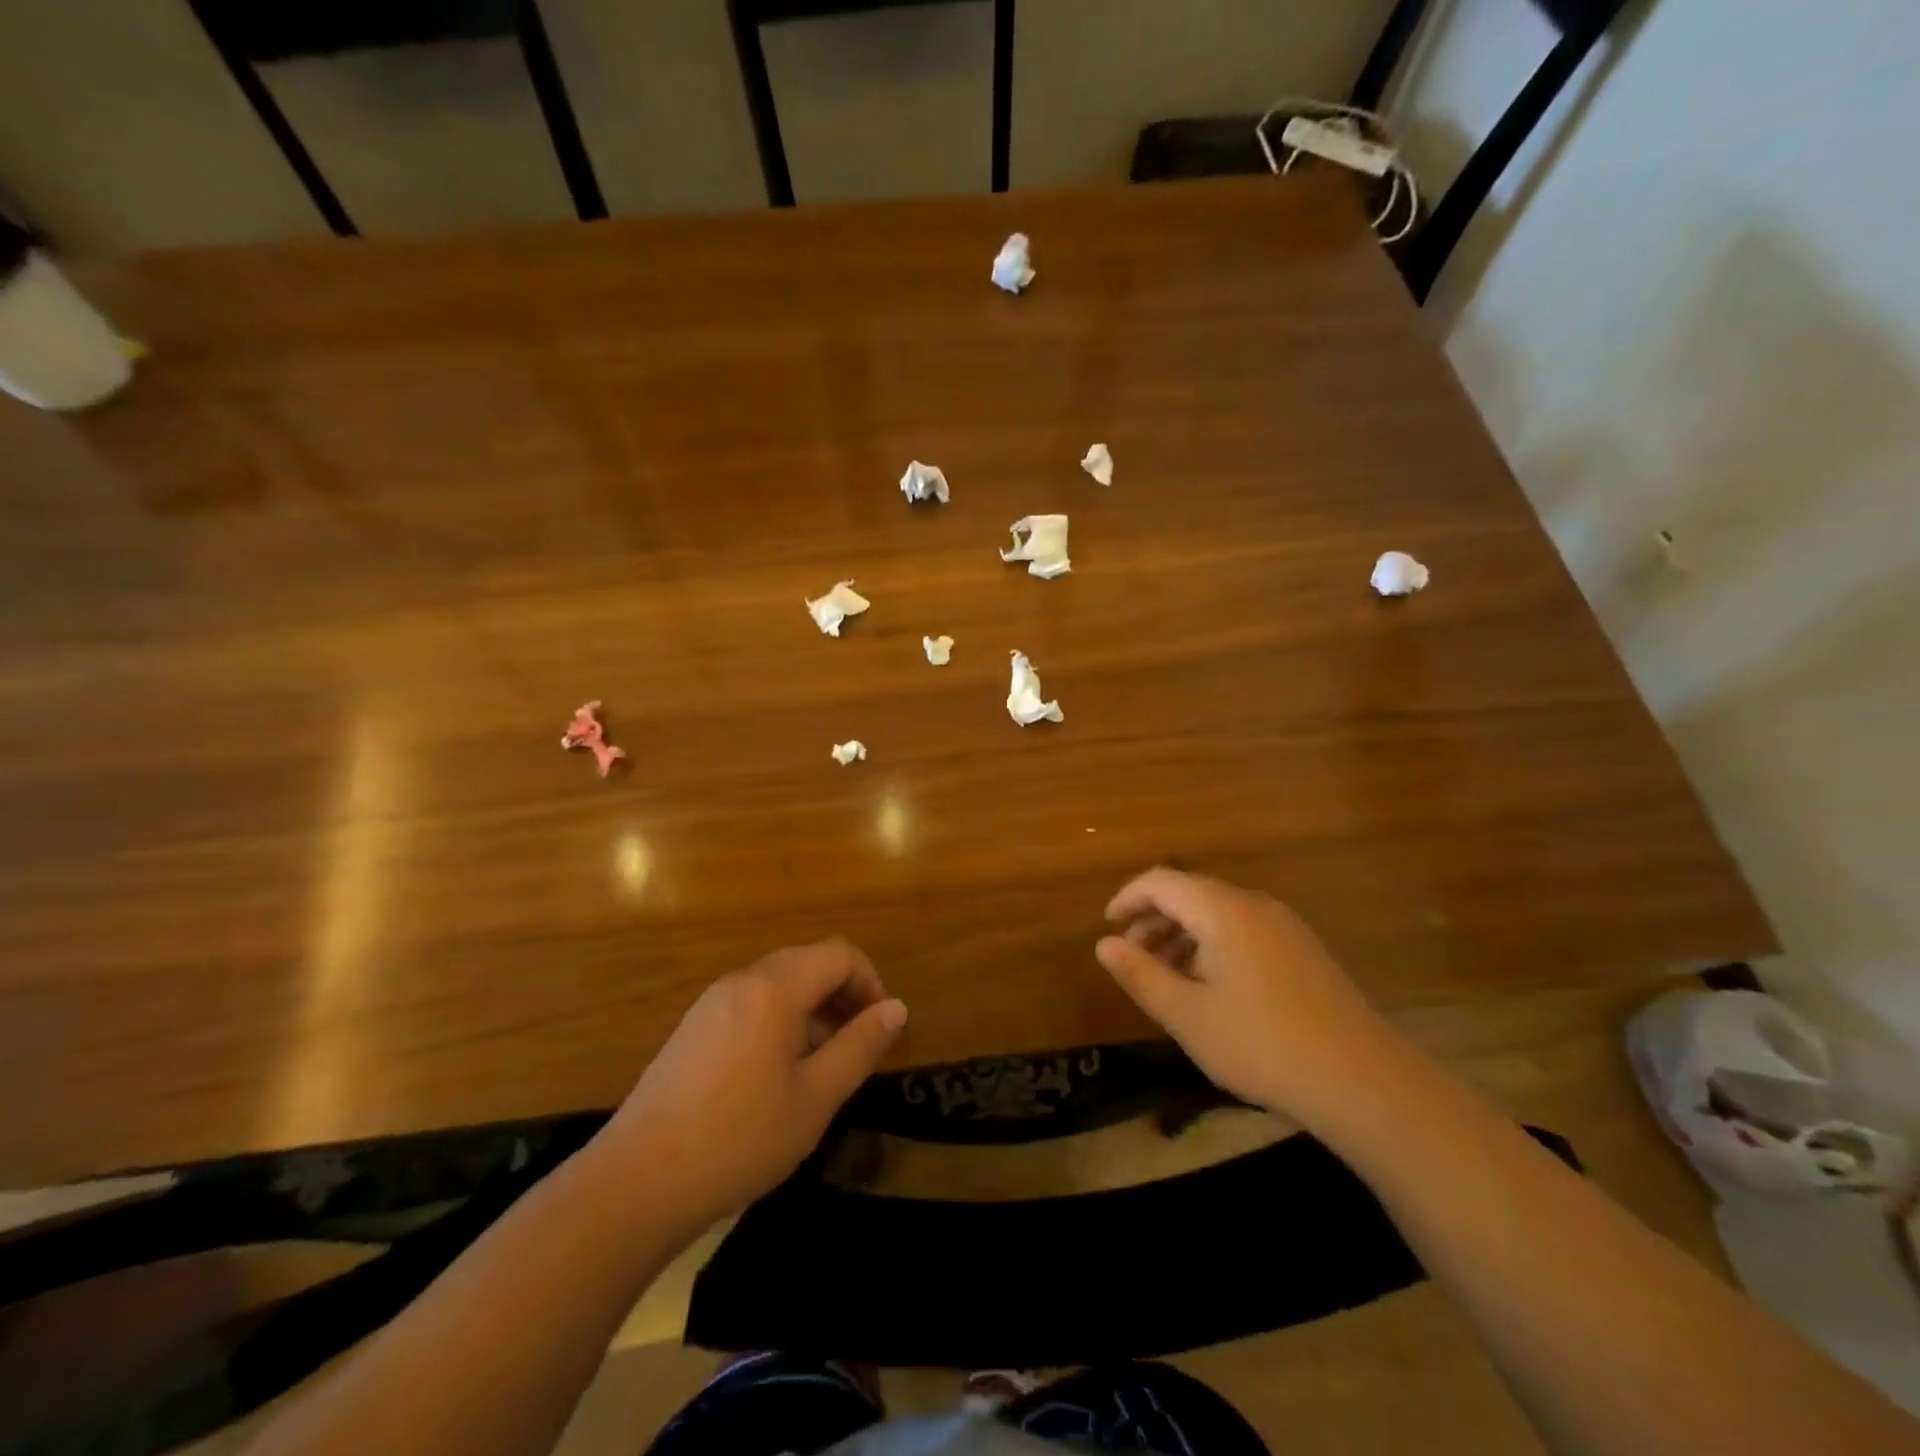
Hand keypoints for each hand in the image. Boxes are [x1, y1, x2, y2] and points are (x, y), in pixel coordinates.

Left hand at [597, 940, 905, 1231]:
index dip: (870, 982)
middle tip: (857, 1046)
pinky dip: (780, 1022)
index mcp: (775, 988)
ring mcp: (711, 1003)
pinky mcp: (692, 1029)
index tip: (880, 1027)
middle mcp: (741, 981)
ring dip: (812, 1010)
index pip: (838, 954)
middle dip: (842, 995)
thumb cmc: (739, 1138)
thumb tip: (895, 1009)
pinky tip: (777, 1076)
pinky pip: (751, 1005)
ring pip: (779, 985)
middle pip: (807, 963)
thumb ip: (860, 1047)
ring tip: (822, 1066)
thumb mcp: (815, 1098)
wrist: (636, 1183)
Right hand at [1096, 868, 1402, 1126]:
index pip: (1161, 881)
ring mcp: (1284, 926)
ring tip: (1165, 977)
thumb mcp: (1187, 1015)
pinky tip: (1210, 988)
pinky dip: (1213, 946)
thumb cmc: (1261, 1044)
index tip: (1108, 926)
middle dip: (1154, 920)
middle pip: (1190, 893)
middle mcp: (1254, 905)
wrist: (1362, 1080)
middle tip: (1132, 957)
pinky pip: (1244, 931)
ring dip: (1183, 935)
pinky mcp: (1303, 951)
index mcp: (1222, 910)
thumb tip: (1106, 944)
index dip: (1128, 898)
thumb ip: (1140, 975)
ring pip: (1218, 914)